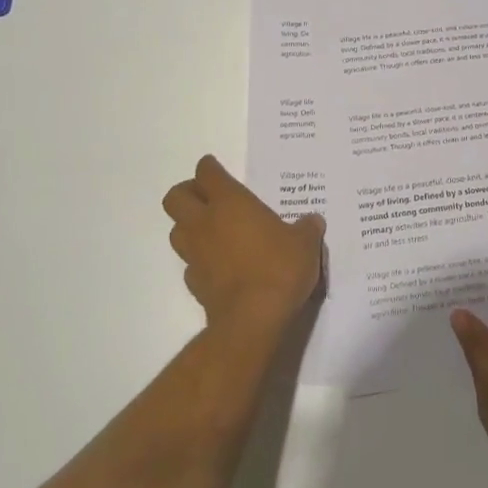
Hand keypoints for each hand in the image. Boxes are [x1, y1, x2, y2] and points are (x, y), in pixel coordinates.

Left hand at [162, 155, 324, 334]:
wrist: (254, 319)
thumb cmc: (279, 268)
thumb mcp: (305, 243)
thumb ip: (307, 228)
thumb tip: (312, 222)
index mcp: (230, 202)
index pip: (207, 173)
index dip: (209, 168)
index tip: (215, 168)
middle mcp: (205, 223)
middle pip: (175, 197)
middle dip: (187, 193)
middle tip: (208, 197)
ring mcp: (195, 254)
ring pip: (176, 230)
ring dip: (188, 226)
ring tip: (211, 230)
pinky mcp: (194, 284)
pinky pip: (190, 263)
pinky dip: (199, 260)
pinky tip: (218, 265)